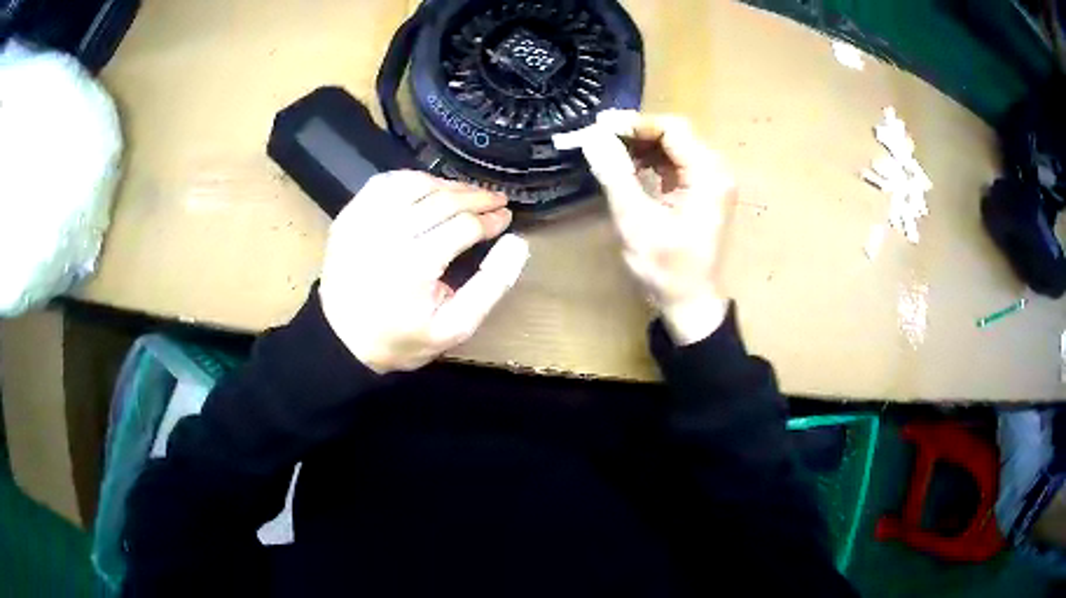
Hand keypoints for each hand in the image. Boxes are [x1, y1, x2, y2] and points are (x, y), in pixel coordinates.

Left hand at [319, 171, 528, 372]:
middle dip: (477, 197)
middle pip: (443, 200)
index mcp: (416, 264)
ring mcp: (365, 220)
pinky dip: (410, 180)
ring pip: (415, 184)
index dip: (491, 219)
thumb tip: (517, 244)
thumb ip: (490, 287)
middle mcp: (389, 233)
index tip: (506, 218)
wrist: (341, 339)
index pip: (465, 226)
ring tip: (466, 193)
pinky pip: (384, 183)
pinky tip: (426, 188)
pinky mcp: (350, 216)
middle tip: (497, 199)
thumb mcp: (454, 328)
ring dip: (446, 185)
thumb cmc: (400, 338)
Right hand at [578, 111, 733, 344]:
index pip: (672, 130)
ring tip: (607, 149)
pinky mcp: (702, 191)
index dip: (634, 123)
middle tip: (599, 137)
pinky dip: (650, 160)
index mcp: (708, 176)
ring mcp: (711, 181)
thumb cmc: (666, 269)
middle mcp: (716, 172)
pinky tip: (627, 165)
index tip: (599, 127)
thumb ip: (615, 175)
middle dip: (636, 132)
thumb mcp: (636, 222)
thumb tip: (592, 136)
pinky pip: (675, 163)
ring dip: (641, 145)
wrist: (690, 303)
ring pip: (674, 146)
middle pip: (675, 134)